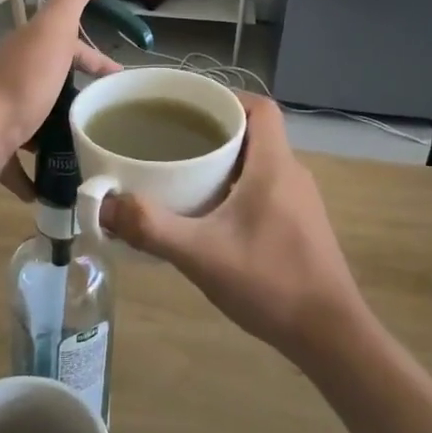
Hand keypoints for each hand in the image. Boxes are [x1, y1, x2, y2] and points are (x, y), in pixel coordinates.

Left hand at [0, 0, 120, 195]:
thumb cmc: (20, 82)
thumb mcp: (54, 30)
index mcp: (31, 51)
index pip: (70, 48)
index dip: (97, 60)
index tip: (121, 80)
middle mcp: (15, 79)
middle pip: (54, 86)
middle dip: (80, 98)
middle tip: (110, 120)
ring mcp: (3, 117)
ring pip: (37, 123)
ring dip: (59, 134)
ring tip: (92, 151)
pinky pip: (19, 164)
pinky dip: (34, 174)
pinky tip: (54, 187)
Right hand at [100, 95, 369, 360]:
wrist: (328, 335)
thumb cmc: (269, 282)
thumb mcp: (201, 254)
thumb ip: (150, 227)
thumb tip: (104, 205)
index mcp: (274, 165)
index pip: (259, 107)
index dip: (225, 97)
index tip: (187, 106)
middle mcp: (291, 174)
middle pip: (254, 133)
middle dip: (213, 130)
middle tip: (172, 139)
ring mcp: (299, 201)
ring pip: (258, 162)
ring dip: (224, 161)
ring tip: (181, 172)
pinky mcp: (299, 225)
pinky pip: (264, 187)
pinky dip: (235, 187)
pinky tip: (208, 214)